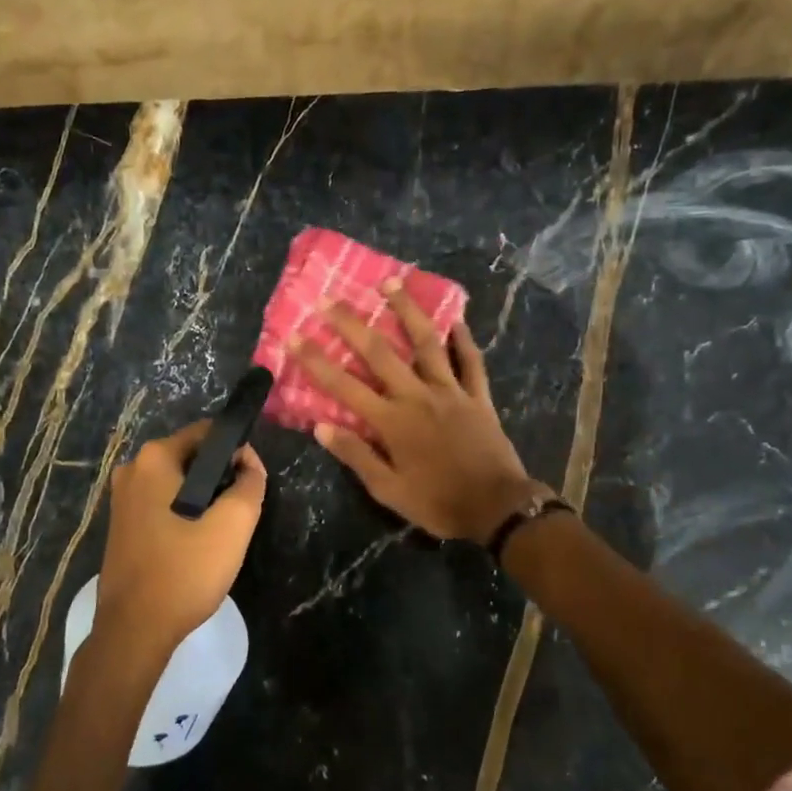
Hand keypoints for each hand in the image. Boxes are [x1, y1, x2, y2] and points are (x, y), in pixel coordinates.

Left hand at [95, 420, 266, 662]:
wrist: (135, 629)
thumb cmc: (185, 571)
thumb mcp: (233, 526)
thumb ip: (250, 484)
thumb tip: (249, 462)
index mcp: (154, 459)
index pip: (207, 433)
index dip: (237, 450)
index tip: (253, 480)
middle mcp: (131, 470)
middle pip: (191, 458)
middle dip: (220, 477)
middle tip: (241, 511)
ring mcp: (122, 500)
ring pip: (177, 485)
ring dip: (203, 499)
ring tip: (222, 532)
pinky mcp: (122, 527)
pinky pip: (162, 505)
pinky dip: (184, 515)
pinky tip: (197, 545)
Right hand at [295, 282, 540, 542]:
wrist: (497, 508)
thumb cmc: (438, 503)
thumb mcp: (388, 490)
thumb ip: (356, 456)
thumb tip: (321, 427)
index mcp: (392, 422)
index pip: (344, 386)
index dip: (316, 361)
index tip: (294, 337)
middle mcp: (417, 396)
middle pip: (380, 353)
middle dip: (351, 324)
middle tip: (329, 299)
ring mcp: (451, 392)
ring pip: (426, 343)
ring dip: (407, 310)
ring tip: (391, 282)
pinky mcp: (478, 396)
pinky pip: (470, 361)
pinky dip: (462, 339)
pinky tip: (455, 318)